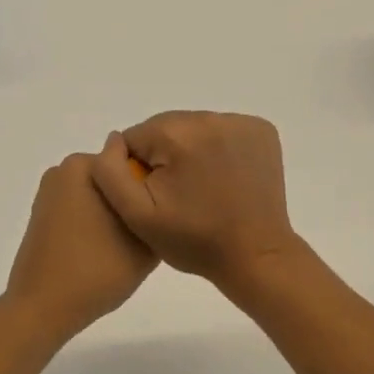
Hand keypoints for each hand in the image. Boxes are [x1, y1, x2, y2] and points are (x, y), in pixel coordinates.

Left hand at [4, 152, 157, 346]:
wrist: (43, 307)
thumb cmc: (97, 269)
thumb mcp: (145, 242)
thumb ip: (156, 212)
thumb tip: (156, 201)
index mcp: (87, 165)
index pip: (134, 162)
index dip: (151, 189)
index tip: (161, 215)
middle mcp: (63, 170)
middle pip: (114, 178)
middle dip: (130, 200)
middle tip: (146, 235)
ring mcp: (49, 193)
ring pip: (97, 196)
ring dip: (112, 214)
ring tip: (125, 248)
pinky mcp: (41, 216)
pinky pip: (79, 211)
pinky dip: (93, 224)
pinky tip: (102, 252)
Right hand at [90, 112, 301, 286]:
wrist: (255, 256)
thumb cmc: (193, 241)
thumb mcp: (136, 215)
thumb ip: (111, 172)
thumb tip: (114, 140)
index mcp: (176, 134)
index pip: (135, 138)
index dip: (139, 170)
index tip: (158, 197)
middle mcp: (209, 117)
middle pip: (165, 129)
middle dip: (165, 157)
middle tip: (180, 196)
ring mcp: (240, 122)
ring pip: (193, 129)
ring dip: (191, 151)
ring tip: (202, 188)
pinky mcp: (262, 131)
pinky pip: (223, 131)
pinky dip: (218, 149)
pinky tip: (224, 178)